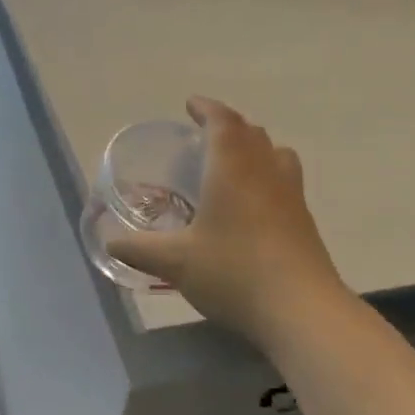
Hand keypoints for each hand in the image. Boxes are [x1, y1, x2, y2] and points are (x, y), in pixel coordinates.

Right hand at [107, 97, 347, 348]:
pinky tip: (251, 206)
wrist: (300, 310)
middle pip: (251, 133)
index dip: (206, 108)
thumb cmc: (232, 272)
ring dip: (253, 148)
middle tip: (205, 135)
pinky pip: (284, 182)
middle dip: (228, 126)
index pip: (222, 122)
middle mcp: (265, 172)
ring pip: (275, 154)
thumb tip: (110, 243)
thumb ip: (138, 249)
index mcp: (232, 169)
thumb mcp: (174, 262)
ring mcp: (291, 196)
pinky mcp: (304, 222)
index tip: (190, 104)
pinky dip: (266, 177)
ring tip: (233, 164)